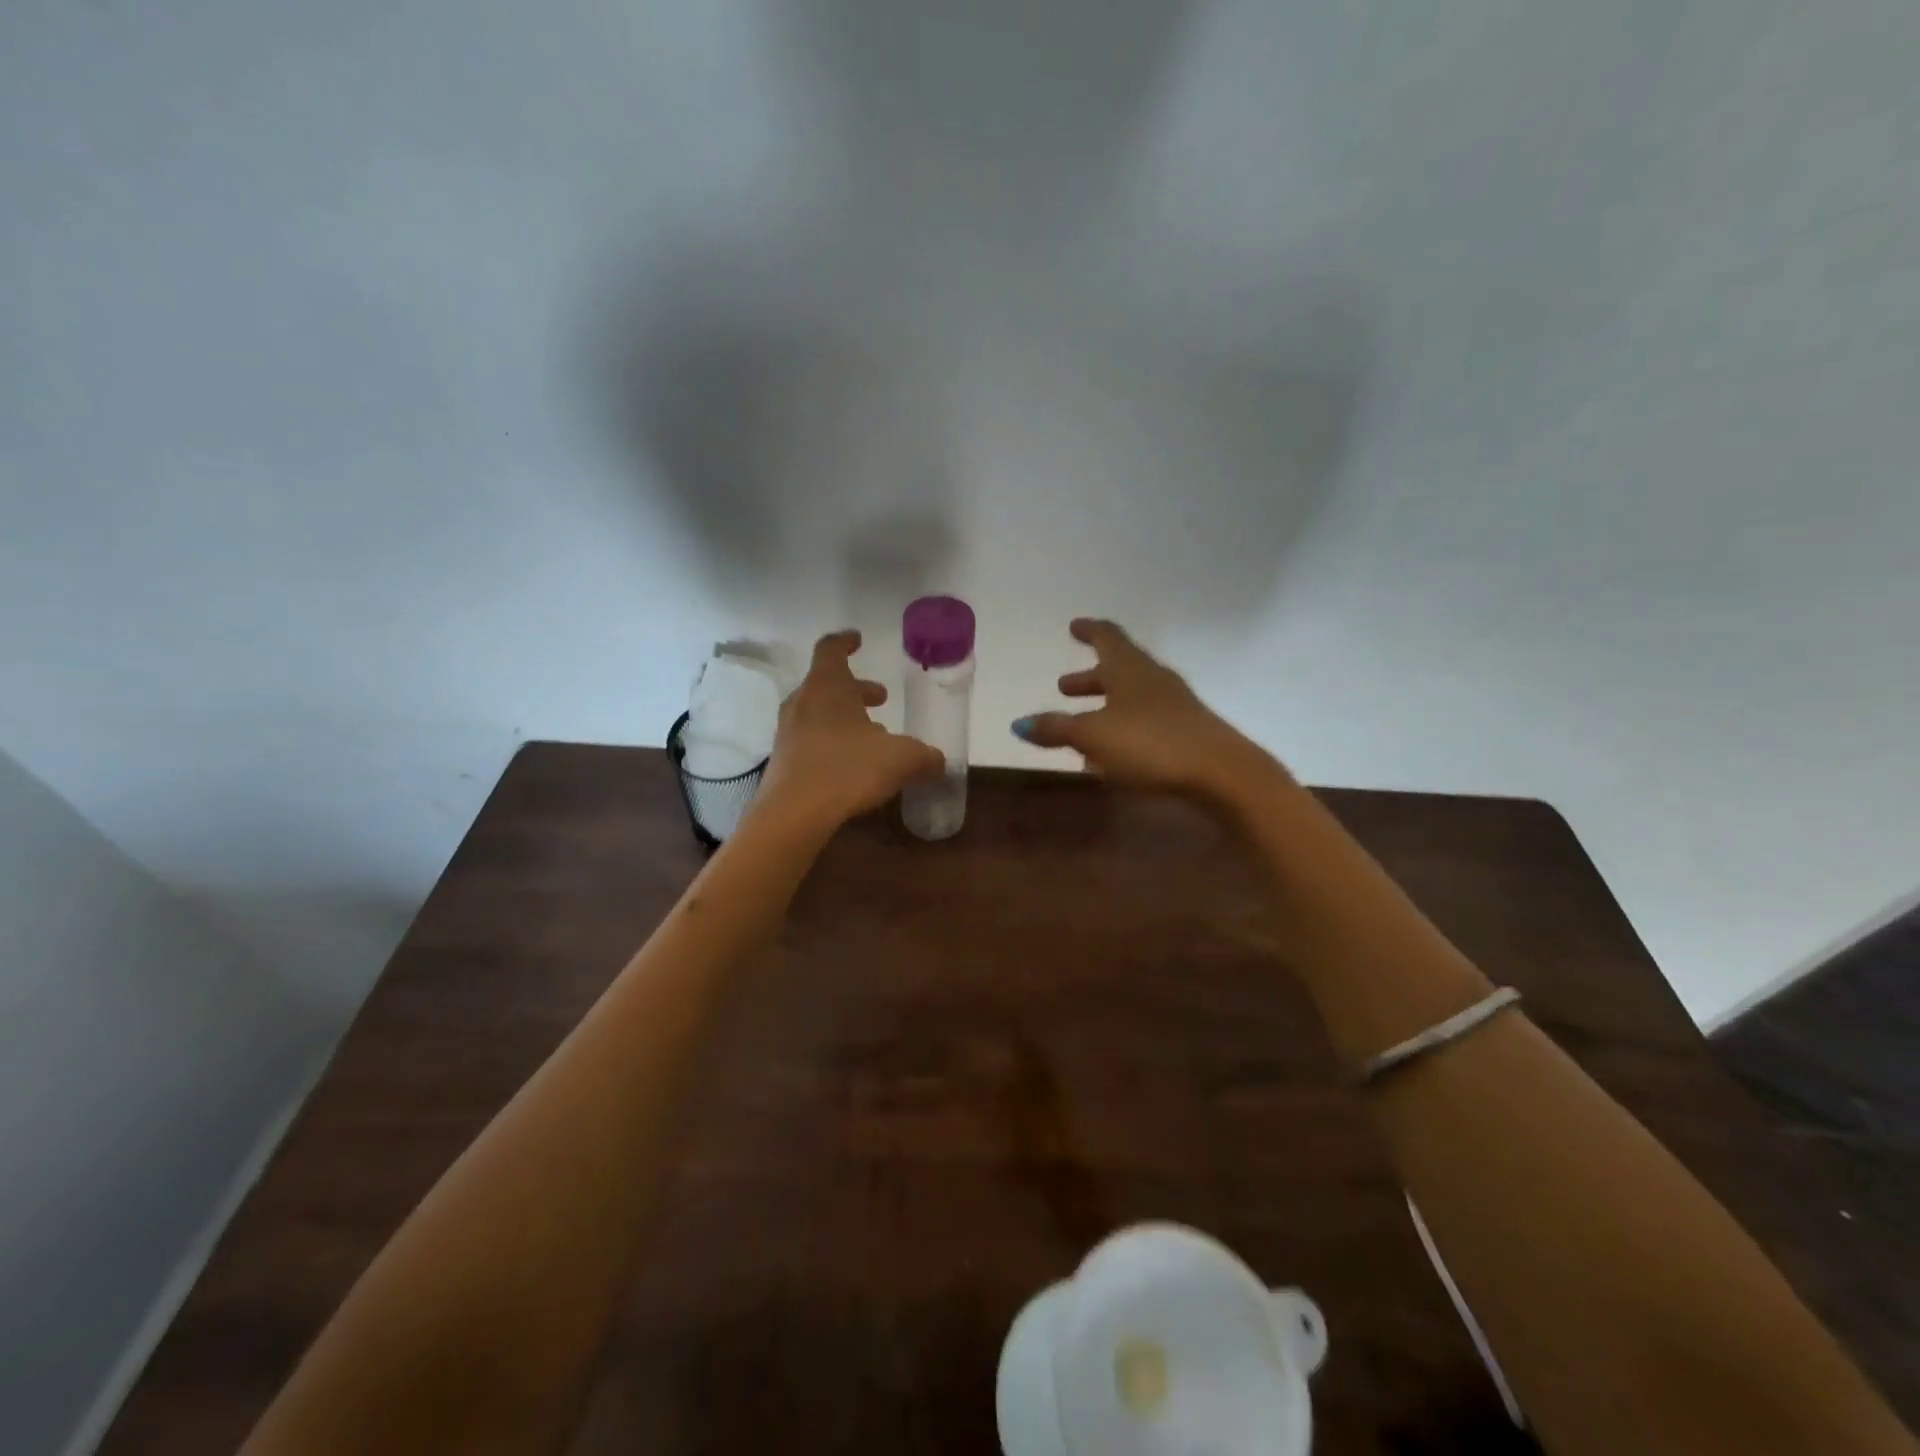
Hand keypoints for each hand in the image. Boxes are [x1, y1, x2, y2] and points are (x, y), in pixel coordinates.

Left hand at [756, 631, 944, 832]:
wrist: (794, 814)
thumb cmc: (848, 769)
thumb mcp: (901, 759)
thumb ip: (925, 756)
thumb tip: (940, 761)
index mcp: (827, 686)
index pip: (831, 649)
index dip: (846, 642)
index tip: (858, 640)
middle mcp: (803, 702)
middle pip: (828, 683)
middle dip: (857, 689)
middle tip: (881, 698)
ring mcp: (789, 732)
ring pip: (819, 712)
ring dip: (846, 717)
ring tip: (874, 736)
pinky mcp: (784, 761)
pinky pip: (811, 740)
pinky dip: (833, 742)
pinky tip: (854, 765)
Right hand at [1012, 618, 1275, 802]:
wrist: (1220, 773)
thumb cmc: (1150, 743)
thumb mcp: (1092, 736)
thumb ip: (1056, 729)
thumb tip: (1019, 723)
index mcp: (1129, 669)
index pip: (1107, 637)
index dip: (1088, 630)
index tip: (1074, 626)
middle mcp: (1152, 680)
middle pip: (1118, 670)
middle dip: (1090, 678)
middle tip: (1065, 686)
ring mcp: (1173, 706)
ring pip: (1131, 698)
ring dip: (1104, 707)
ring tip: (1080, 727)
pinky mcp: (1186, 732)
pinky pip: (1145, 723)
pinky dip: (1122, 730)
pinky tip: (1110, 758)